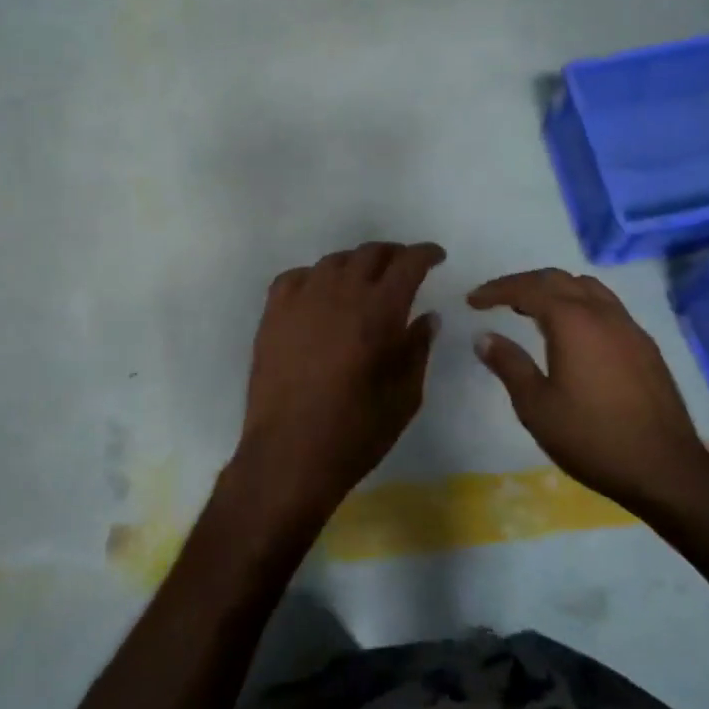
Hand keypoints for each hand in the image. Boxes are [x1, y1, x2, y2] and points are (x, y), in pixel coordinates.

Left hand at [226, 241, 444, 537]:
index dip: (425, 254)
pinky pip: (295, 278)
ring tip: (363, 280)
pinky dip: (315, 277)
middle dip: (393, 255)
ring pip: (333, 261)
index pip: (408, 263)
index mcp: (380, 311)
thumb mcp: (405, 396)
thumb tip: (427, 317)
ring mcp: (301, 300)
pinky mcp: (272, 315)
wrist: (290, 455)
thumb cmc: (356, 432)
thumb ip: (418, 349)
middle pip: (370, 253)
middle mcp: (340, 293)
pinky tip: (319, 293)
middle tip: (403, 267)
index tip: (436, 257)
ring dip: (355, 264)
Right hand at [468, 269, 708, 523]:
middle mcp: (603, 313)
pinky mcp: (645, 346)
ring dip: (555, 290)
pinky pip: (606, 307)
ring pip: (587, 288)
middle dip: (523, 283)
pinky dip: (579, 305)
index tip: (472, 301)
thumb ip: (509, 365)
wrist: (665, 469)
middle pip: (558, 279)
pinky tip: (571, 334)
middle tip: (497, 299)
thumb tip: (484, 337)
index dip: (497, 290)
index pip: (528, 289)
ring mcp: (630, 328)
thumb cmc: (592, 438)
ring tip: (531, 310)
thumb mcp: (536, 406)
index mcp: (573, 322)